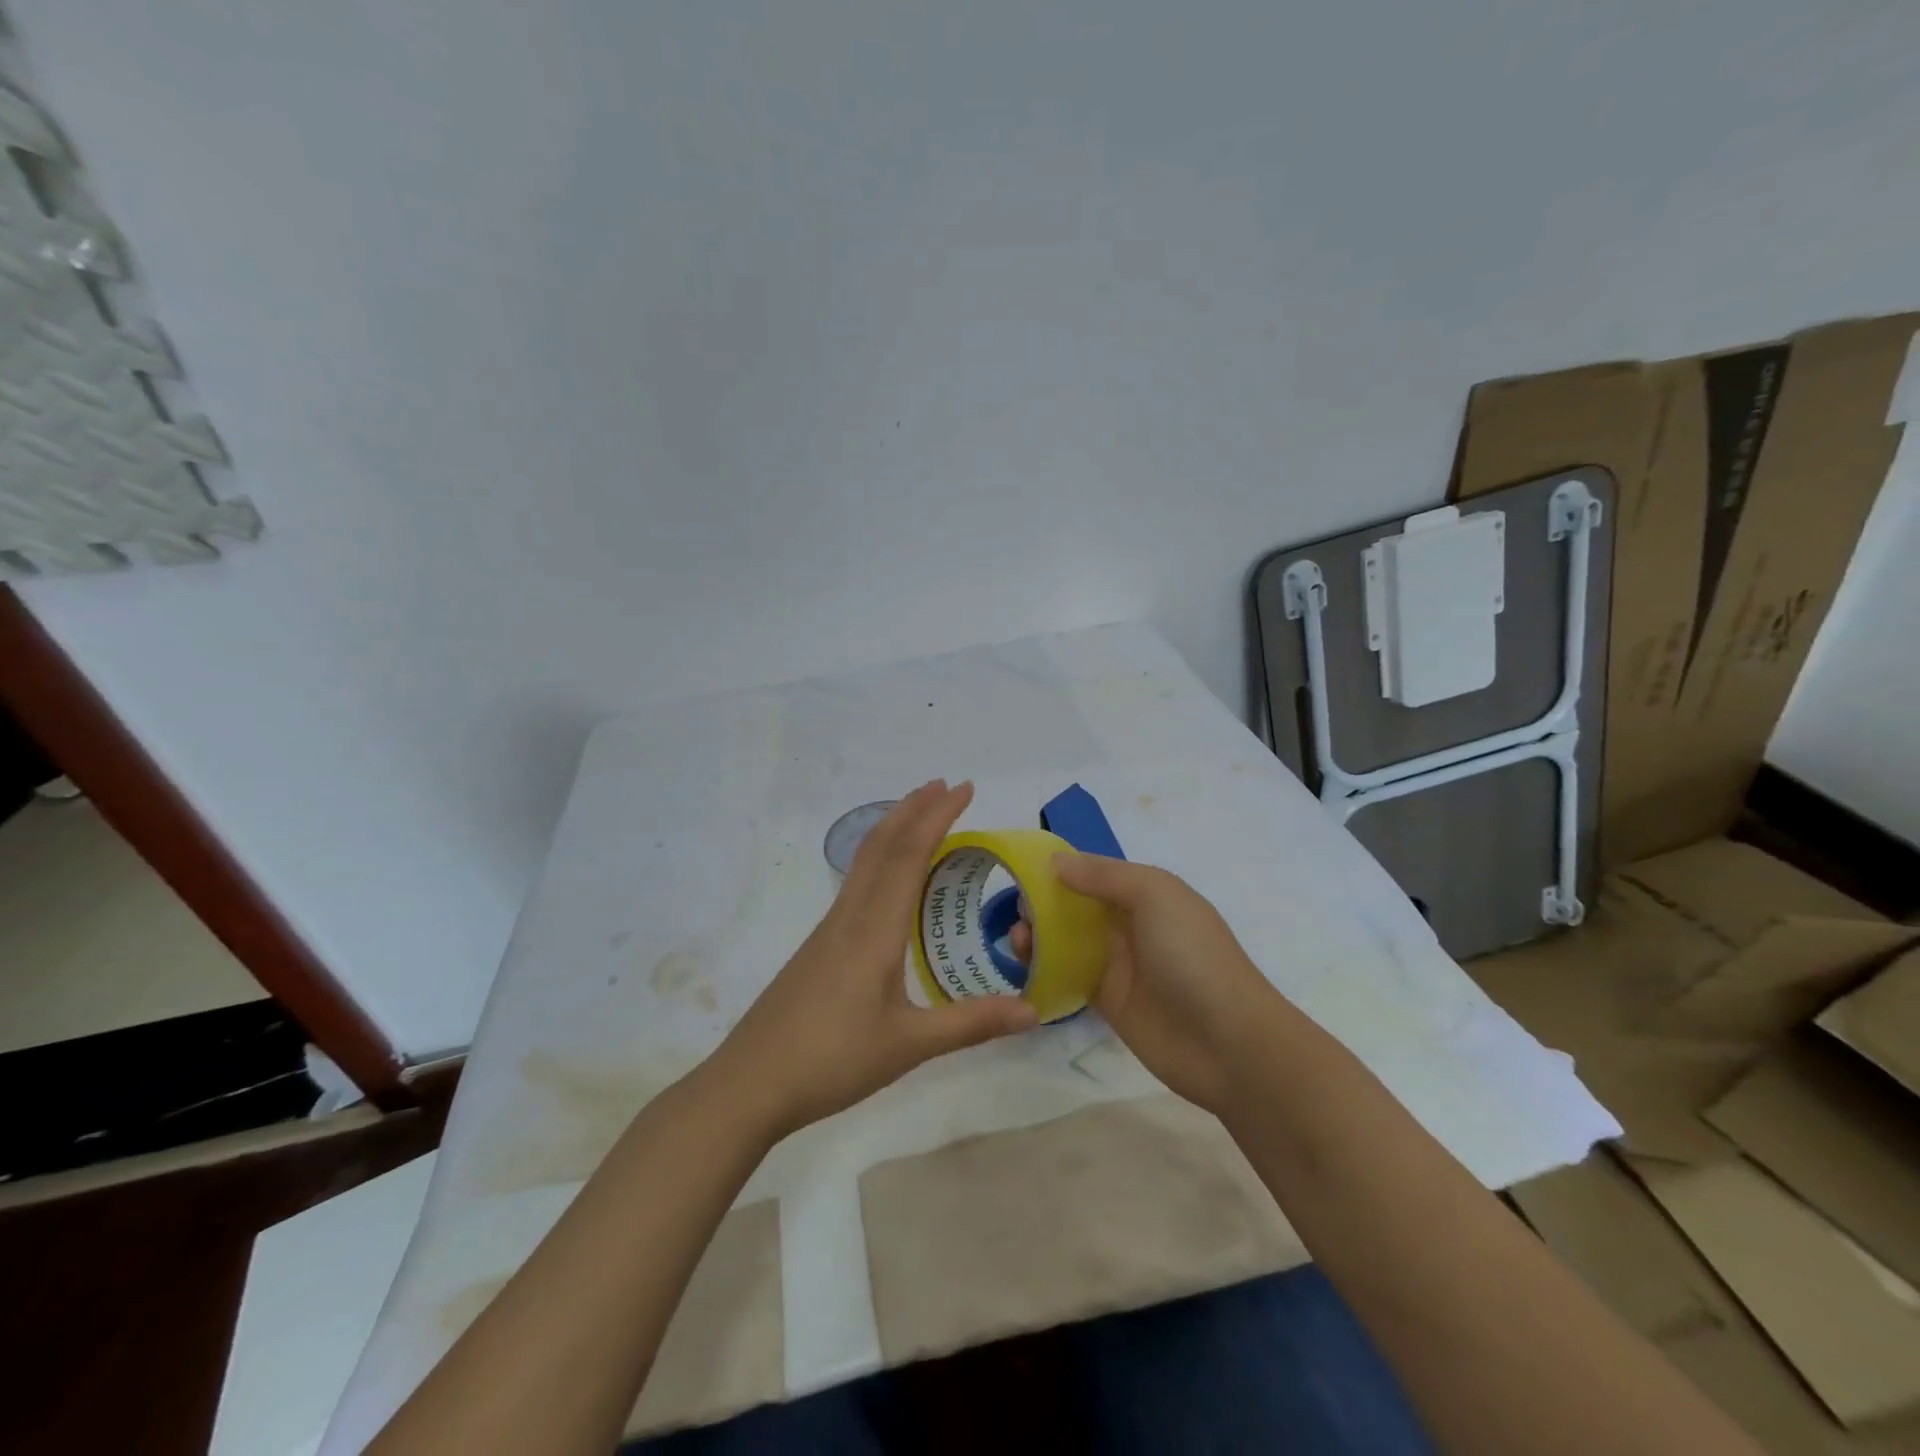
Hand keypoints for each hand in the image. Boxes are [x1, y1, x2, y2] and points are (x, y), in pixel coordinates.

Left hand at [705, 780, 1038, 1139]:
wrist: (750, 1083)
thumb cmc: (832, 1059)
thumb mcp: (909, 1046)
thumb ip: (971, 1024)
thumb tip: (1033, 1012)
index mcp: (874, 929)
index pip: (909, 854)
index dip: (936, 816)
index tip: (964, 789)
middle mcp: (850, 916)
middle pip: (880, 844)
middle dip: (913, 809)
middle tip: (946, 786)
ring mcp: (829, 929)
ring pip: (864, 861)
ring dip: (893, 829)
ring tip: (921, 816)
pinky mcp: (819, 946)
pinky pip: (856, 883)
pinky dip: (880, 858)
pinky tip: (890, 880)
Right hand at [1012, 854, 1279, 1115]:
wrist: (1228, 1043)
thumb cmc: (1192, 956)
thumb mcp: (1155, 895)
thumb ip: (1104, 875)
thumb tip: (1055, 861)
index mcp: (1145, 893)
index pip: (1093, 872)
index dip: (1058, 869)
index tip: (1019, 870)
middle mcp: (1129, 924)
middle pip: (1075, 905)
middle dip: (1042, 903)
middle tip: (1016, 912)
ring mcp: (1118, 964)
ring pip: (1066, 941)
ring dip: (1038, 936)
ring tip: (1016, 941)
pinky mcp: (1107, 1001)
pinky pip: (1068, 977)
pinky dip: (1044, 970)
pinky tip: (1023, 968)